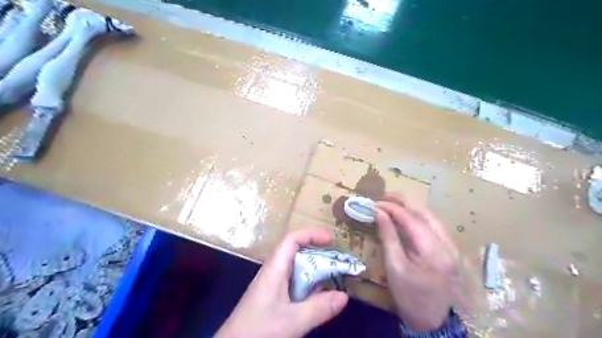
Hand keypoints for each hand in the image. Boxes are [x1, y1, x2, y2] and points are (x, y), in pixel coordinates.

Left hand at [215, 230, 348, 337]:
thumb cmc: (259, 331)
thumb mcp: (292, 321)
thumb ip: (319, 308)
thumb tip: (344, 295)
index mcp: (275, 268)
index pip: (292, 240)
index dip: (311, 235)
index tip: (331, 240)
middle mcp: (273, 272)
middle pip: (297, 253)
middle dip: (318, 254)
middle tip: (338, 262)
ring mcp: (272, 286)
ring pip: (297, 270)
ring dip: (315, 272)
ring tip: (334, 278)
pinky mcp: (272, 299)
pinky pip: (294, 285)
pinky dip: (308, 286)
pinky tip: (318, 298)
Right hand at [375, 193, 458, 330]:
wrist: (433, 320)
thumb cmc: (409, 296)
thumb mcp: (395, 267)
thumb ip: (388, 236)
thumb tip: (378, 213)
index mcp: (434, 251)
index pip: (411, 219)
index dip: (391, 208)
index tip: (374, 203)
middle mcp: (447, 244)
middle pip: (424, 212)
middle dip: (402, 201)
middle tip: (382, 197)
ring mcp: (451, 246)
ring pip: (430, 216)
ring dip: (410, 207)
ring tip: (391, 203)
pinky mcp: (449, 249)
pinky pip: (432, 224)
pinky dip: (417, 216)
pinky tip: (405, 216)